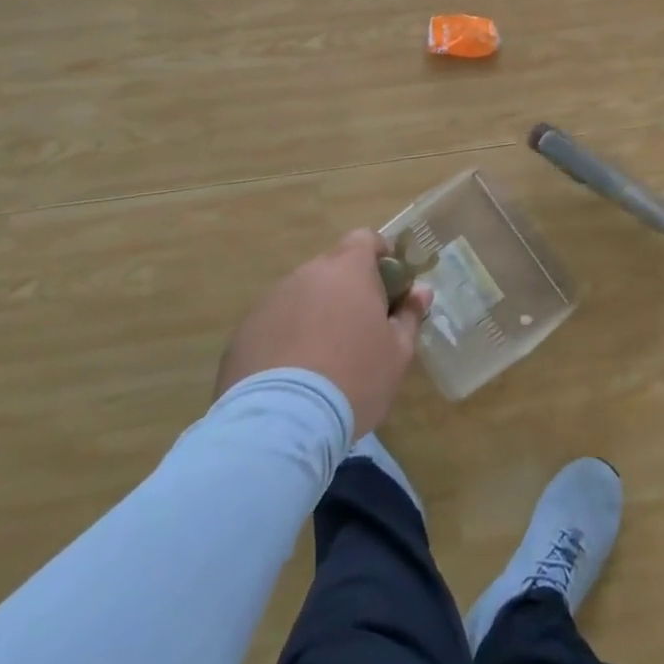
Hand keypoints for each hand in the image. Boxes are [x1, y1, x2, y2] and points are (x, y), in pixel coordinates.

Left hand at [214, 229, 433, 436]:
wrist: (281, 424)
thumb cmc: (354, 378)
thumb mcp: (397, 353)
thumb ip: (409, 316)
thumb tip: (421, 292)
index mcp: (348, 269)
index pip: (365, 239)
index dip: (380, 255)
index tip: (390, 284)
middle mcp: (307, 274)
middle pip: (332, 269)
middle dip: (347, 290)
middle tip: (361, 328)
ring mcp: (271, 301)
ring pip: (302, 297)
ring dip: (315, 314)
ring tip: (324, 359)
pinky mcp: (243, 332)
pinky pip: (274, 325)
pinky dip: (286, 339)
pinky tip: (293, 377)